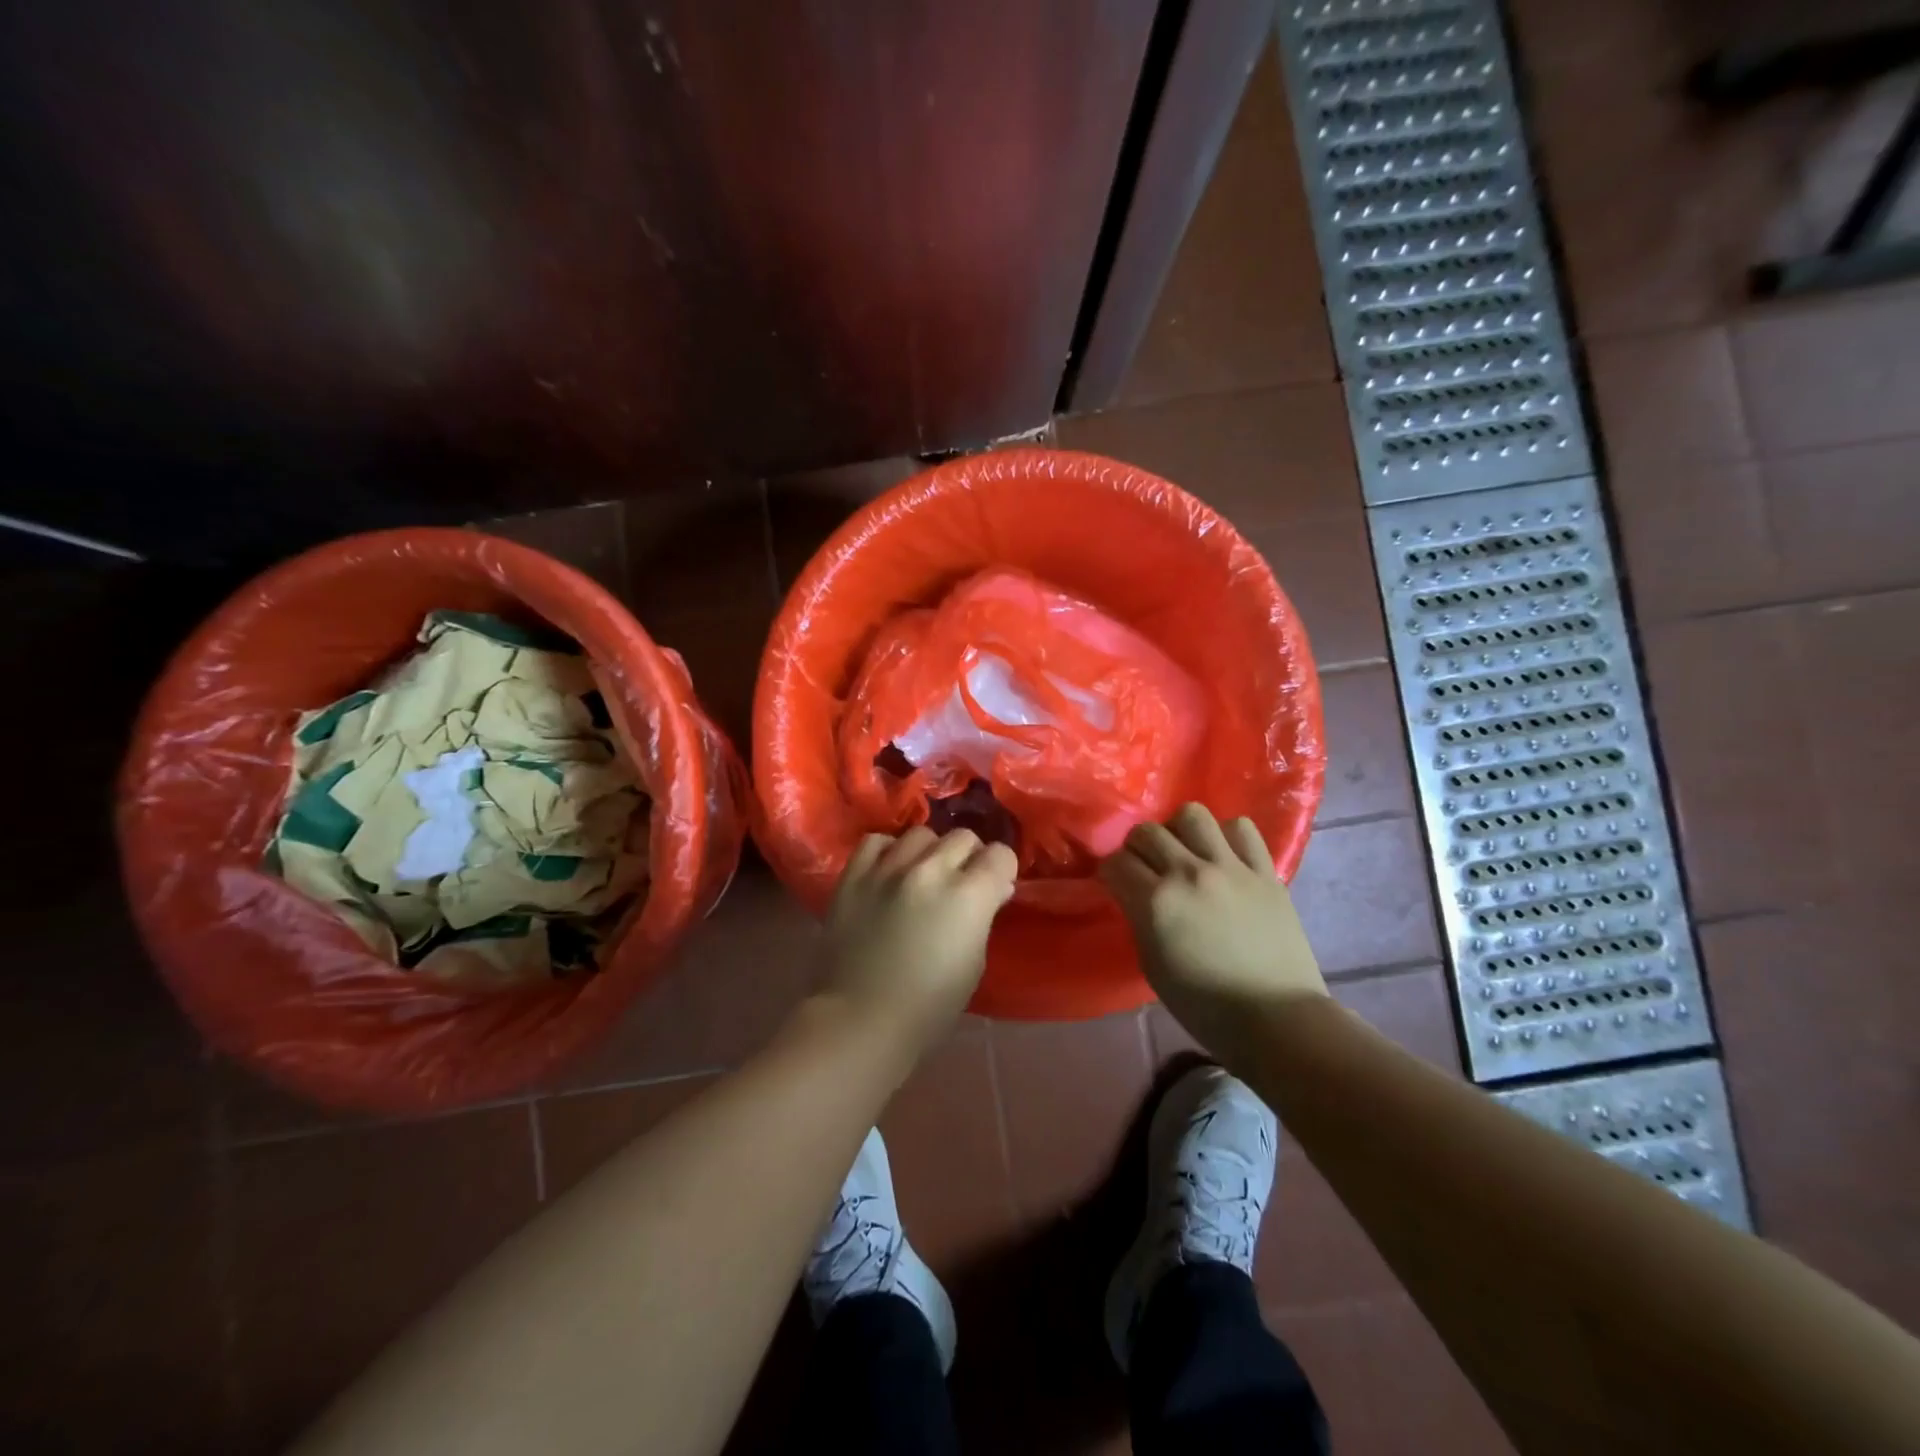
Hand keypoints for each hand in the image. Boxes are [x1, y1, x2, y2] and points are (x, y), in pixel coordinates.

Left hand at [821, 827, 1018, 1068]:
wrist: (860, 1019)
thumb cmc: (929, 1006)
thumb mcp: (974, 963)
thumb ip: (984, 915)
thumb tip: (993, 889)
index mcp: (968, 895)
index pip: (1000, 855)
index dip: (1002, 870)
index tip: (995, 887)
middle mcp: (930, 870)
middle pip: (963, 837)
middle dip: (969, 858)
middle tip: (960, 884)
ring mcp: (888, 868)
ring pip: (921, 834)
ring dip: (929, 852)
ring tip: (921, 876)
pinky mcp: (854, 875)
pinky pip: (877, 841)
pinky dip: (888, 852)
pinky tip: (889, 872)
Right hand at [1100, 804, 1326, 1062]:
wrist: (1277, 1019)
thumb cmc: (1205, 1006)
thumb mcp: (1153, 965)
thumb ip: (1140, 919)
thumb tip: (1136, 895)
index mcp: (1157, 902)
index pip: (1116, 863)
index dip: (1110, 873)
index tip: (1116, 884)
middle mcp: (1189, 873)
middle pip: (1147, 832)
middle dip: (1137, 848)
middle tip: (1144, 867)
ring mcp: (1231, 868)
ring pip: (1192, 814)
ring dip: (1179, 830)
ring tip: (1184, 851)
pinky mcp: (1265, 871)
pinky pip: (1241, 829)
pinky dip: (1226, 836)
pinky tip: (1224, 856)